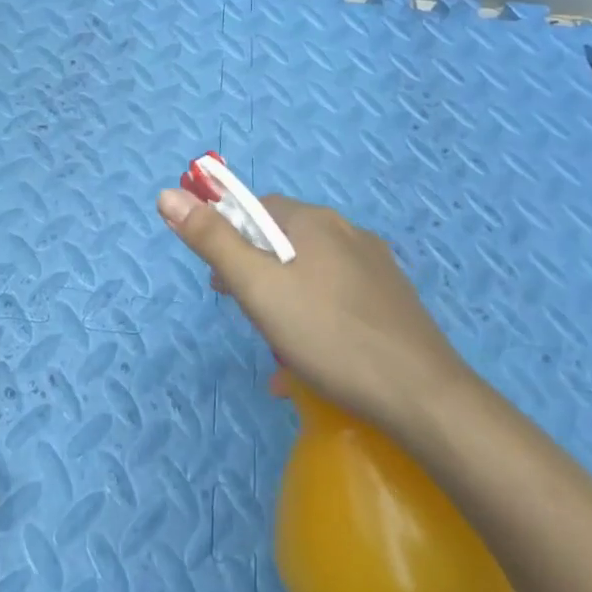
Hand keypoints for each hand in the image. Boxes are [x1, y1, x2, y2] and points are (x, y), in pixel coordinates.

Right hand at [157, 189, 467, 434]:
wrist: (423, 396)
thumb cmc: (328, 336)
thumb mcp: (258, 288)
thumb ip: (212, 240)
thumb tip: (168, 194)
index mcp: (314, 221)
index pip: (257, 210)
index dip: (229, 239)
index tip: (220, 282)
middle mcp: (347, 232)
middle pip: (283, 241)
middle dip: (256, 274)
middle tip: (247, 316)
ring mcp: (375, 267)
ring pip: (311, 273)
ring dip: (284, 301)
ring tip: (277, 348)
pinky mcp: (392, 301)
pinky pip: (338, 298)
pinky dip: (316, 319)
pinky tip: (311, 362)